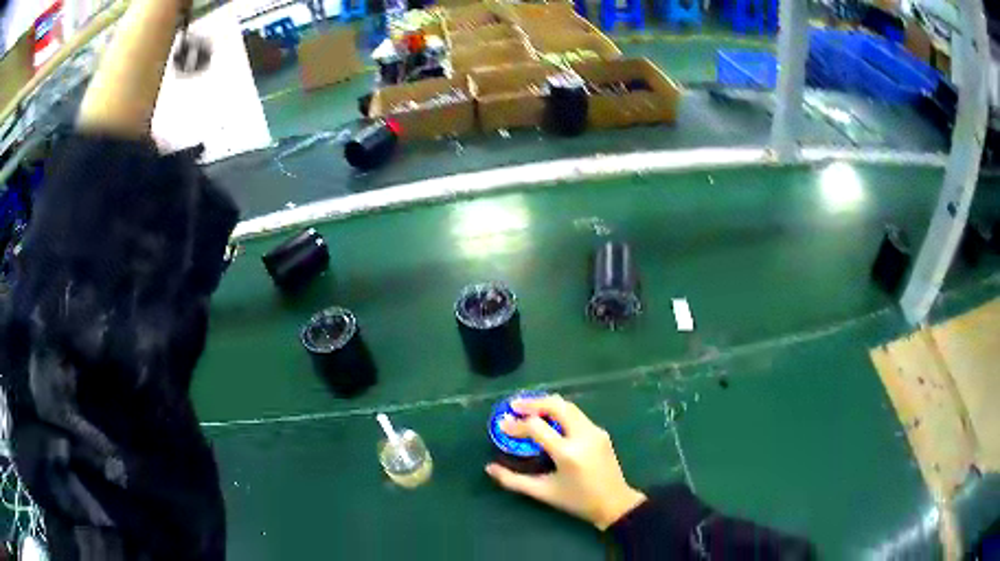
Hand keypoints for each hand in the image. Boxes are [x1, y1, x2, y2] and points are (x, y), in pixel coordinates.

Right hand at [485, 395, 646, 530]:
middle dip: (533, 403)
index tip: (502, 425)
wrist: (615, 503)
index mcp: (568, 452)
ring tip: (527, 408)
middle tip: (514, 406)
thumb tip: (489, 468)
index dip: (517, 424)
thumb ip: (513, 480)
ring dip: (546, 404)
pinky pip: (577, 414)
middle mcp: (583, 436)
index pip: (537, 427)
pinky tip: (548, 419)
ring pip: (568, 406)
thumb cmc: (577, 501)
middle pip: (556, 405)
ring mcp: (594, 431)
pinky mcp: (600, 432)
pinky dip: (559, 411)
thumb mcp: (543, 493)